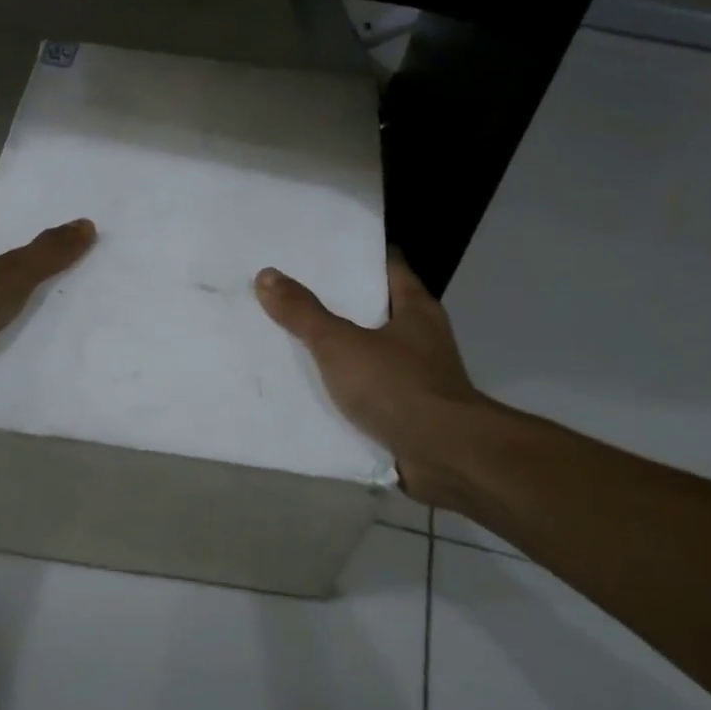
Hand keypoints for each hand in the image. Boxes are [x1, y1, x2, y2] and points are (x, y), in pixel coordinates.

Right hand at [254, 253, 485, 504]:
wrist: (444, 456)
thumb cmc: (397, 386)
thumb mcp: (340, 344)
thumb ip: (303, 312)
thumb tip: (266, 275)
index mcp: (415, 308)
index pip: (386, 266)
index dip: (353, 256)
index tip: (316, 252)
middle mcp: (420, 337)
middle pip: (373, 309)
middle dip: (334, 303)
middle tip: (288, 292)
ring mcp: (416, 376)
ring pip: (368, 352)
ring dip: (336, 349)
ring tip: (288, 337)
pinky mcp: (407, 411)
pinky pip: (367, 390)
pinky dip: (343, 388)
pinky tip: (308, 388)